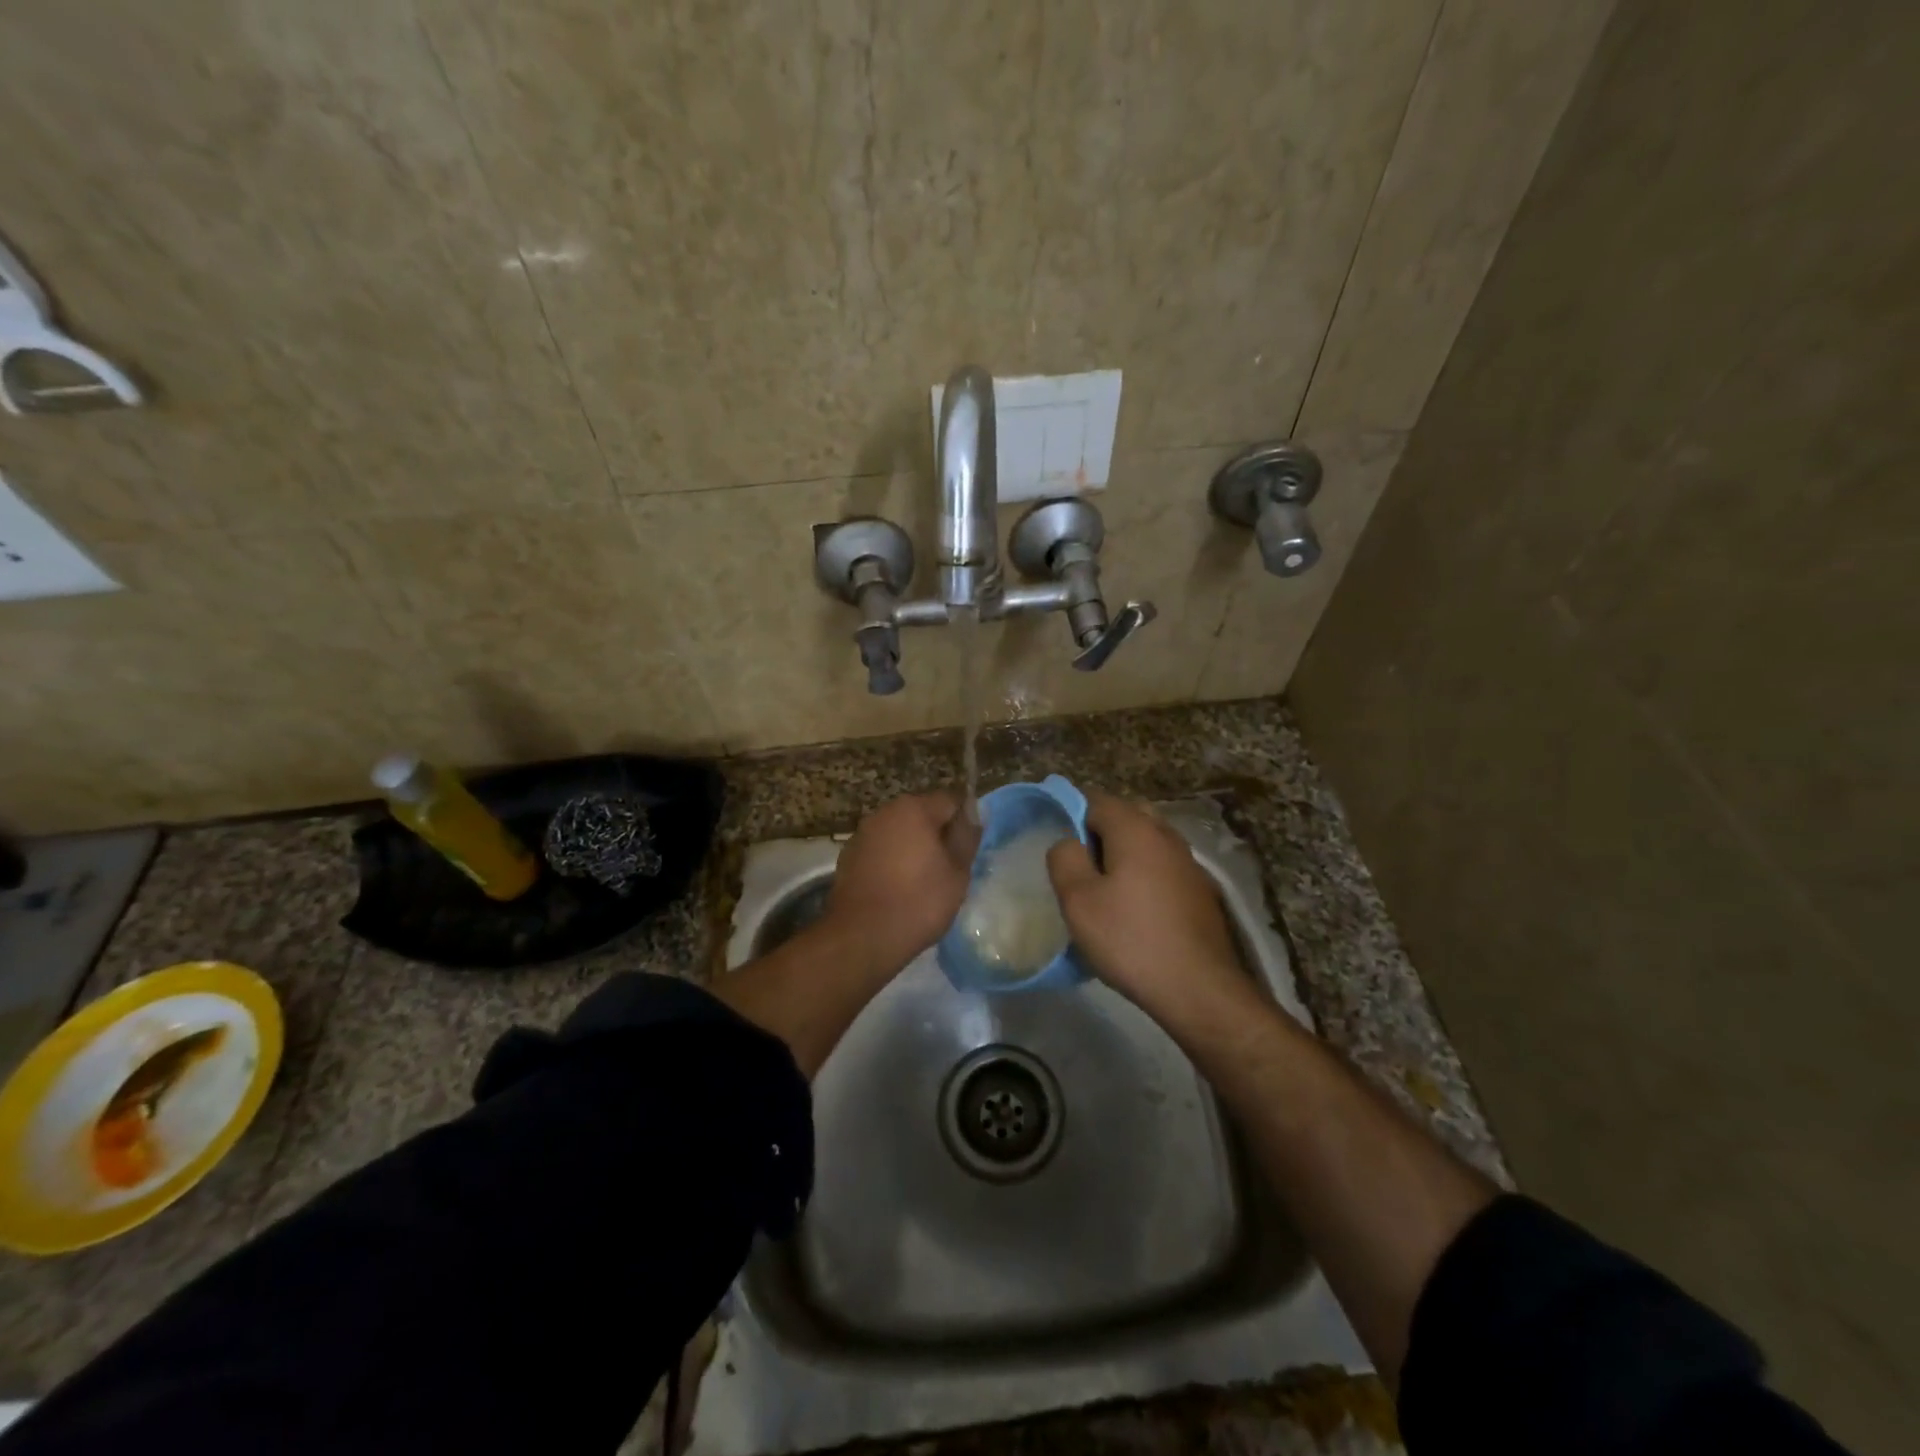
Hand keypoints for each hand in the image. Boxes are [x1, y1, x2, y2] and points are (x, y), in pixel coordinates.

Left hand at [826, 790, 978, 978]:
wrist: (862, 937)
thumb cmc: (919, 902)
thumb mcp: (957, 872)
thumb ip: (967, 837)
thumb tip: (974, 812)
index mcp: (914, 809)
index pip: (950, 800)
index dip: (964, 821)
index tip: (969, 849)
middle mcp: (884, 812)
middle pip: (921, 814)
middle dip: (937, 834)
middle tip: (949, 868)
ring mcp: (862, 834)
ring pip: (898, 832)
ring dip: (912, 847)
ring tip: (923, 881)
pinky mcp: (848, 857)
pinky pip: (880, 850)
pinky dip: (891, 861)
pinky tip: (897, 889)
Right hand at [1047, 790, 1248, 1027]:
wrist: (1198, 988)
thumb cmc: (1130, 938)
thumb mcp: (1078, 900)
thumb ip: (1064, 858)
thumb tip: (1067, 842)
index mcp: (1135, 828)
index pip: (1096, 799)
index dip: (1071, 815)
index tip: (1059, 847)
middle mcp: (1166, 835)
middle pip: (1126, 816)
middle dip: (1099, 833)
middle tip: (1081, 868)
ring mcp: (1188, 862)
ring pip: (1147, 842)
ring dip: (1124, 856)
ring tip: (1105, 891)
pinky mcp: (1200, 890)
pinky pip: (1163, 867)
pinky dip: (1145, 876)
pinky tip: (1135, 910)